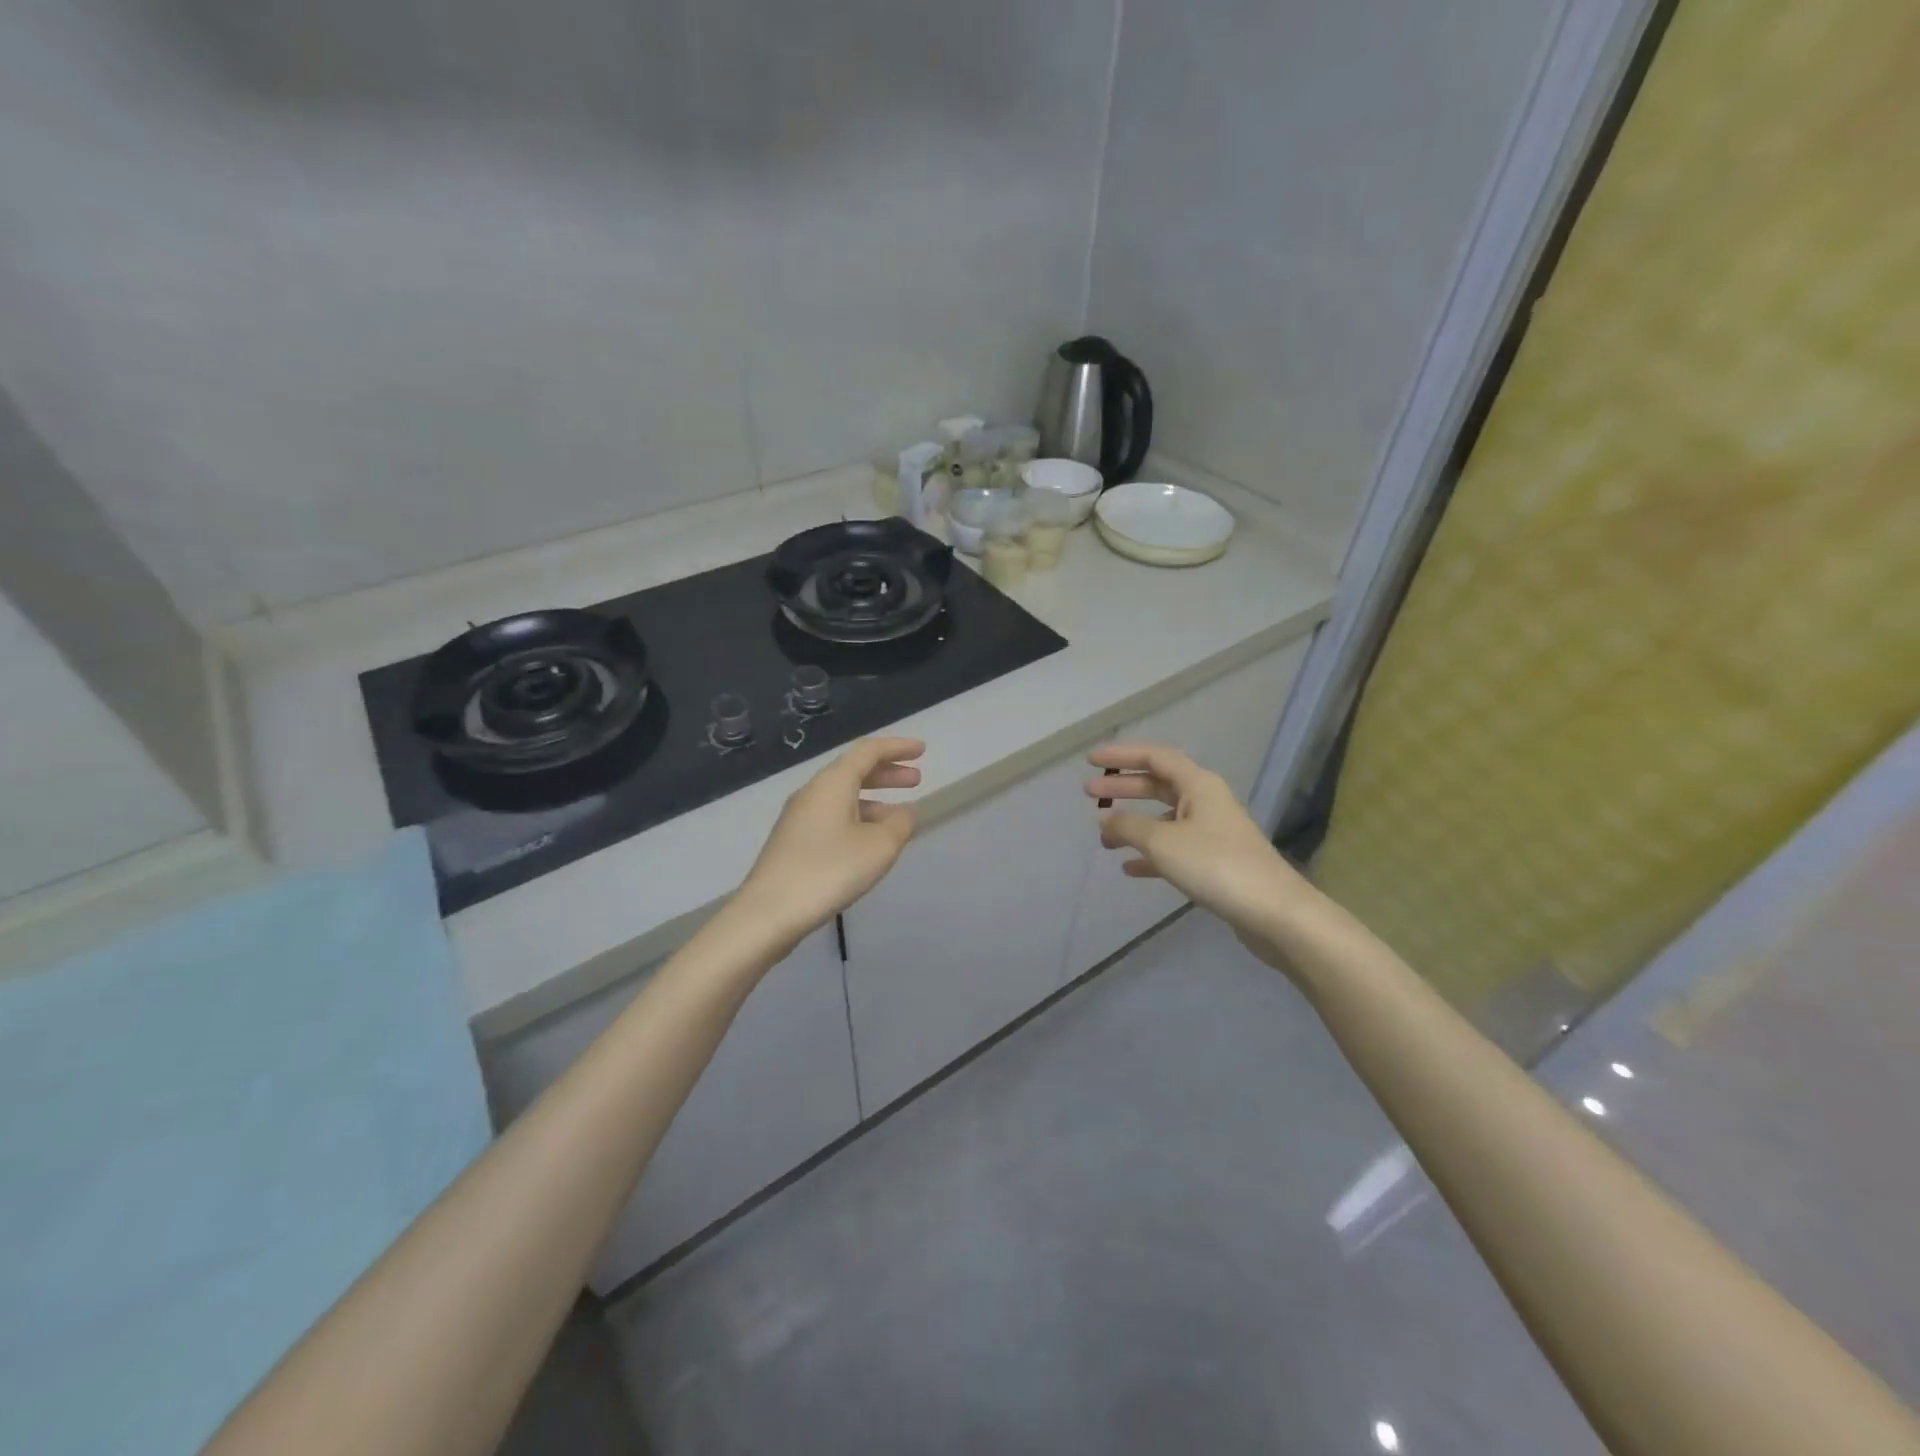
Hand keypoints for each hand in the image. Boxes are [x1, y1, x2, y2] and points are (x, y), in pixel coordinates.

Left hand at [737, 737, 924, 941]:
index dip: (898, 748)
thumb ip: (900, 824)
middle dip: (887, 773)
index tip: (923, 751)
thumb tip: (905, 813)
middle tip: (916, 780)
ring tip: (899, 816)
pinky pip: (832, 816)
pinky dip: (858, 818)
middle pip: (854, 771)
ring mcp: (798, 817)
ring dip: (874, 799)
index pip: (869, 751)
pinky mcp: (793, 841)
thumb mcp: (878, 847)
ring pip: (842, 796)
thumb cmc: (829, 871)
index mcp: (832, 783)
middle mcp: (813, 792)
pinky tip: (869, 842)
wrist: (768, 913)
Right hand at [1085, 743, 1313, 962]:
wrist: (1273, 911)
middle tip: (1089, 794)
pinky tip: (1129, 868)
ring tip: (1103, 837)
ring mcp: (1212, 832)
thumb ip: (1128, 826)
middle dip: (1123, 788)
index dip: (1121, 755)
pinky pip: (1174, 848)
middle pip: (1158, 785)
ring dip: (1133, 824)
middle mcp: (1206, 801)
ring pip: (1164, 818)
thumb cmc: (1215, 865)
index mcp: (1198, 785)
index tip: (1090, 760)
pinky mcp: (1215, 861)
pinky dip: (1150, 854)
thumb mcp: (1162, 842)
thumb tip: (1106, 819)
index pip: (1154, 757)